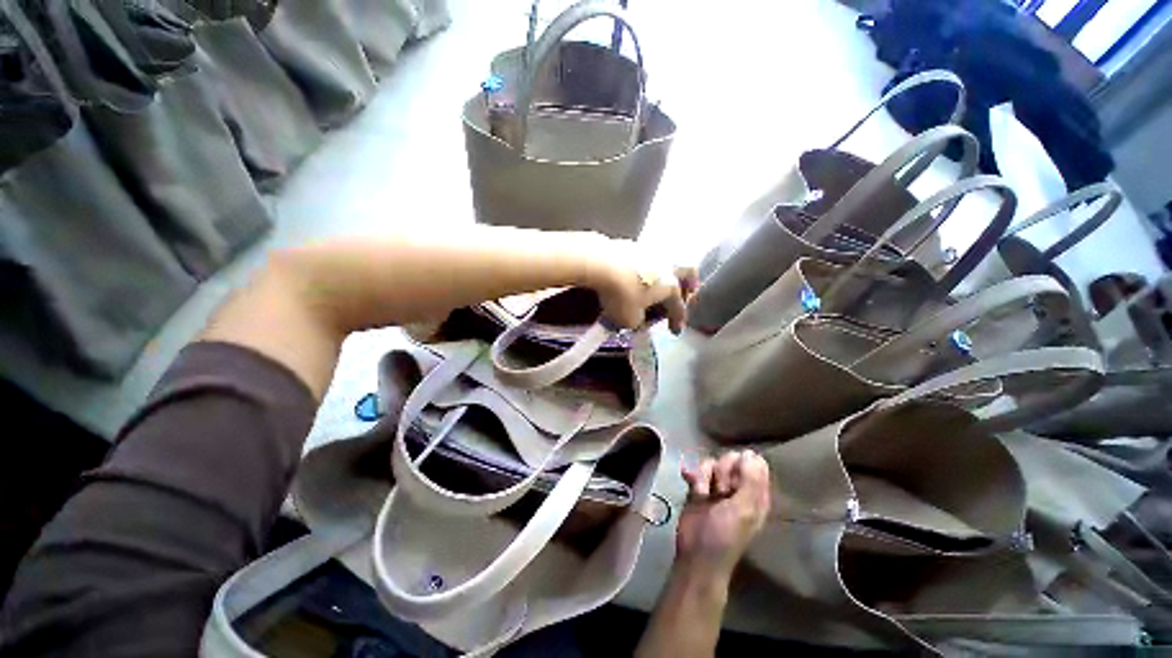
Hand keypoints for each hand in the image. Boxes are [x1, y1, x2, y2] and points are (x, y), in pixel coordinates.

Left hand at [582, 236, 698, 333]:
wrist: (600, 263)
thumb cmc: (620, 294)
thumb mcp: (629, 319)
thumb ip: (637, 321)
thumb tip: (637, 317)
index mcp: (670, 287)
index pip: (678, 307)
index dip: (678, 321)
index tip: (675, 330)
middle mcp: (667, 266)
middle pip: (688, 272)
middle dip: (688, 285)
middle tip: (684, 294)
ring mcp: (651, 252)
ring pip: (668, 261)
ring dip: (665, 273)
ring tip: (656, 284)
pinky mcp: (633, 244)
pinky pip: (647, 257)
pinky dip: (646, 267)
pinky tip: (636, 273)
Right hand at [676, 451, 771, 583]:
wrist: (696, 554)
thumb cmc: (724, 535)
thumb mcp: (744, 510)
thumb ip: (750, 481)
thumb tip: (751, 453)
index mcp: (755, 494)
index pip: (754, 463)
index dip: (742, 465)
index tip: (735, 478)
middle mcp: (738, 487)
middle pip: (731, 459)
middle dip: (722, 471)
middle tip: (720, 491)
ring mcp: (717, 487)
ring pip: (712, 462)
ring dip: (705, 475)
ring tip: (703, 494)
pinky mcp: (699, 487)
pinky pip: (696, 469)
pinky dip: (692, 474)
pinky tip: (688, 480)